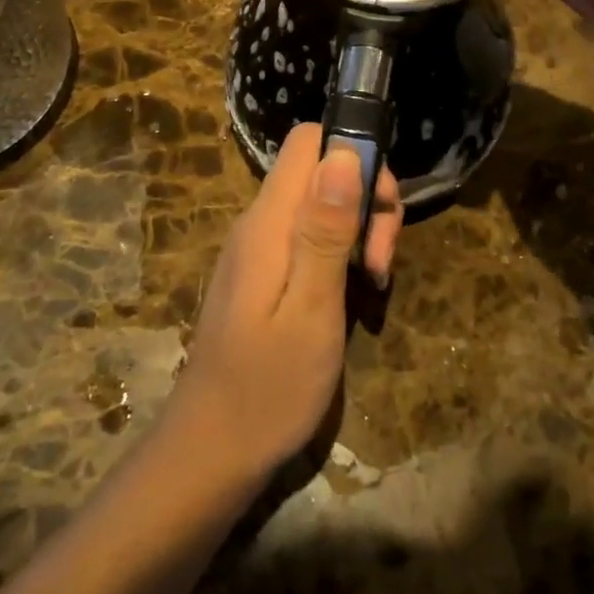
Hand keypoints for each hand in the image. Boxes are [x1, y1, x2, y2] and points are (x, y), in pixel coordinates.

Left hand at [171, 124, 402, 484]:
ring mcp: (259, 249)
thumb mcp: (311, 308)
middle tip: (381, 260)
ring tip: (373, 284)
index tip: (380, 208)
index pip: (310, 141)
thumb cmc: (268, 387)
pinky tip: (352, 296)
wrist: (212, 452)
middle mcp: (259, 223)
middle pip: (321, 172)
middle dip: (365, 202)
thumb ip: (325, 230)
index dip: (355, 156)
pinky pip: (309, 239)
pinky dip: (339, 255)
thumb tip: (342, 154)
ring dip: (358, 232)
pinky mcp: (264, 274)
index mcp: (269, 222)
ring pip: (320, 205)